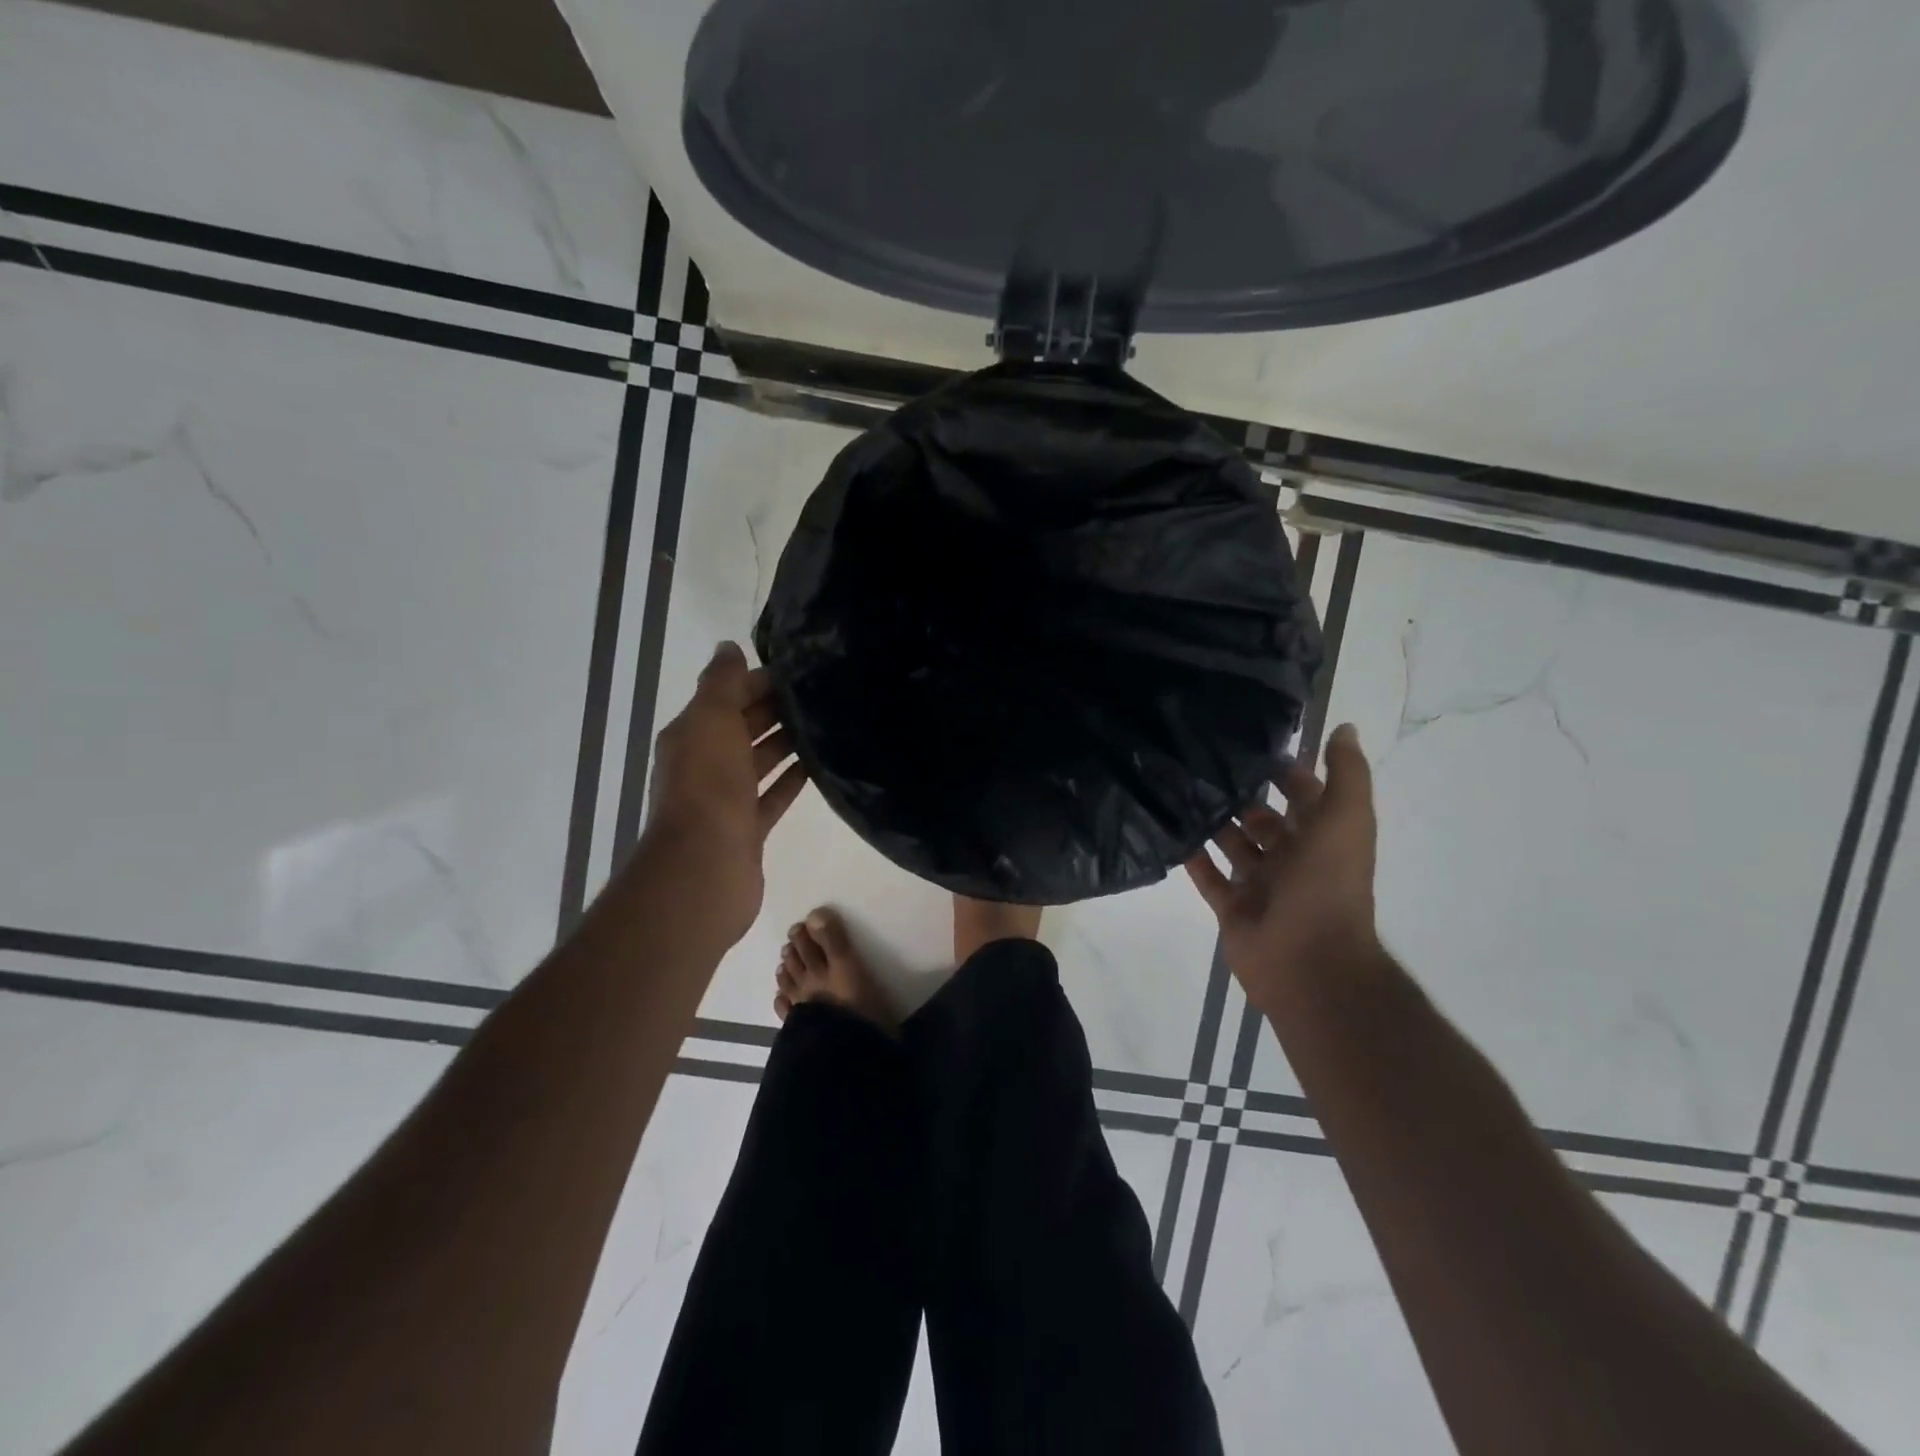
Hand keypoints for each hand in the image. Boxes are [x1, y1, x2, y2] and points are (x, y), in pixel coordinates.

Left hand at [639, 642, 807, 946]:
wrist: (704, 867)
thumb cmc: (708, 786)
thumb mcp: (711, 720)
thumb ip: (721, 682)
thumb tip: (728, 647)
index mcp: (692, 734)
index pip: (727, 696)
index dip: (758, 680)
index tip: (801, 670)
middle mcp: (705, 763)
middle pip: (744, 727)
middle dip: (777, 709)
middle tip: (824, 694)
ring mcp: (726, 799)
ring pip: (760, 761)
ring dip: (787, 743)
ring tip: (828, 725)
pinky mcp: (747, 828)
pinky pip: (773, 795)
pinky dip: (792, 780)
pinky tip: (821, 767)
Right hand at [1184, 722, 1380, 1016]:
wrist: (1308, 961)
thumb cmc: (1327, 885)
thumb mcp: (1346, 820)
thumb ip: (1345, 775)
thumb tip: (1344, 727)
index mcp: (1323, 838)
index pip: (1303, 795)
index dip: (1283, 771)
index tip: (1246, 742)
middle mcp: (1293, 858)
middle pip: (1262, 818)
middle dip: (1238, 794)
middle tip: (1198, 762)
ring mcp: (1261, 884)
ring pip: (1232, 844)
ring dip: (1211, 821)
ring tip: (1176, 788)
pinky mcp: (1233, 907)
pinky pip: (1208, 876)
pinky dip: (1192, 855)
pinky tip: (1168, 828)